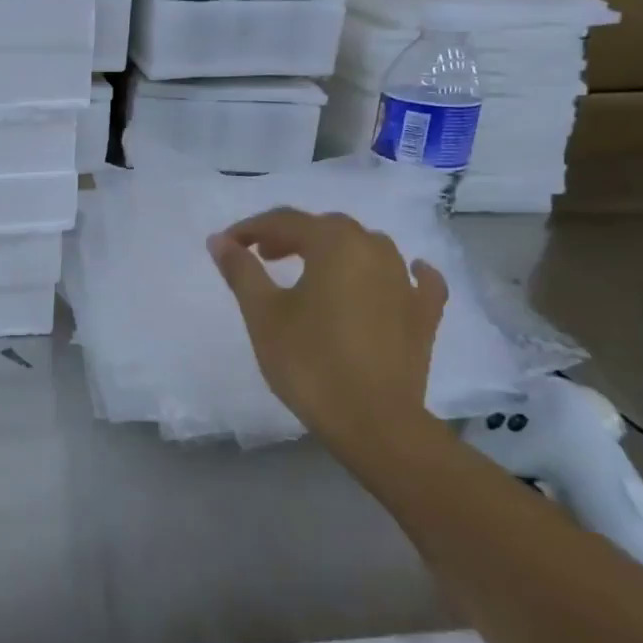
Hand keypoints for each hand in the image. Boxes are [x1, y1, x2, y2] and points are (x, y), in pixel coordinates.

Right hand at [207, 207, 447, 447]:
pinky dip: (403, 272)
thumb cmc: (309, 361)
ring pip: (367, 247)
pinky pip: (415, 280)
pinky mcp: (423, 315)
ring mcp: (404, 282)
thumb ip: (241, 270)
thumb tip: (219, 240)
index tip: (226, 246)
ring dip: (335, 250)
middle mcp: (374, 250)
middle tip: (262, 256)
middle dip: (291, 236)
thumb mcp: (262, 313)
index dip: (250, 229)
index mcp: (333, 244)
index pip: (284, 221)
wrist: (373, 422)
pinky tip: (404, 273)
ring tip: (310, 269)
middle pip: (327, 228)